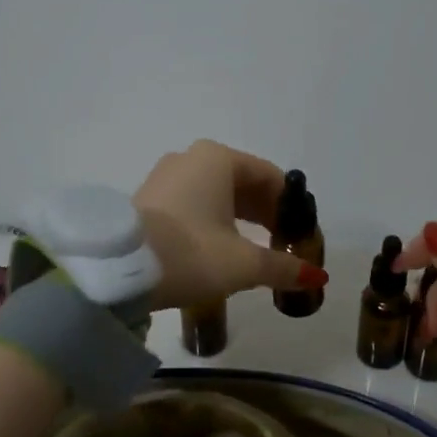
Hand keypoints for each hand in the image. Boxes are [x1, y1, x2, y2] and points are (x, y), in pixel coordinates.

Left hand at [133, 141, 328, 310]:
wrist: (119, 270)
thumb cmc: (190, 254)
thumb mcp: (243, 264)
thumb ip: (283, 267)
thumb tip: (318, 277)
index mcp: (218, 159)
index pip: (270, 177)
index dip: (290, 207)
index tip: (300, 237)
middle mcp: (191, 158)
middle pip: (243, 183)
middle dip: (265, 214)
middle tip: (281, 246)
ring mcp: (165, 177)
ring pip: (216, 193)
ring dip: (239, 219)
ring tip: (253, 252)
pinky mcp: (148, 199)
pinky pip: (193, 203)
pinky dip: (212, 221)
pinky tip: (217, 249)